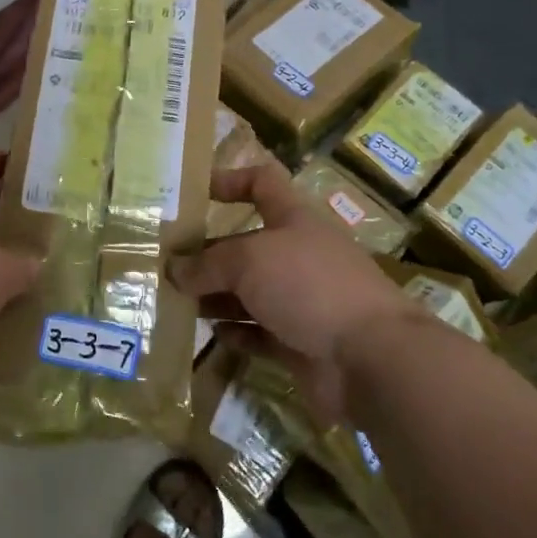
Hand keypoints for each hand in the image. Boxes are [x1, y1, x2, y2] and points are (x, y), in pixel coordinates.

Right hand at [170, 161, 417, 419]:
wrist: (371, 358)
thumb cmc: (309, 285)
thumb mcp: (249, 260)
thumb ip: (208, 264)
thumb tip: (174, 270)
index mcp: (293, 219)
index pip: (262, 183)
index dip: (230, 180)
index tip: (194, 192)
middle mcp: (297, 254)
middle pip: (245, 245)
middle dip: (208, 254)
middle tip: (165, 266)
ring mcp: (301, 300)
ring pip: (249, 292)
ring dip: (215, 296)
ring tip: (175, 302)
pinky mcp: (300, 342)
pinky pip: (259, 333)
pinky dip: (236, 332)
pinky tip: (211, 333)